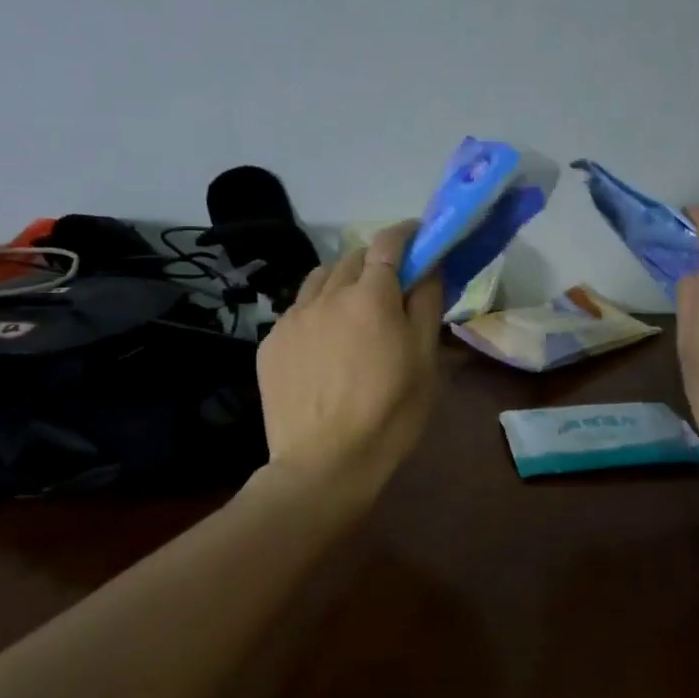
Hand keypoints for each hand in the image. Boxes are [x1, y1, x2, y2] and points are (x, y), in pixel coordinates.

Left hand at [256, 221, 444, 497]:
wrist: (323, 464)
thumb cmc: (389, 415)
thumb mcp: (425, 363)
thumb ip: (426, 306)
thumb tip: (428, 270)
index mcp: (371, 297)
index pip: (388, 242)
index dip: (406, 233)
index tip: (419, 237)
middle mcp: (327, 296)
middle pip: (353, 257)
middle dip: (376, 261)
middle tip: (392, 287)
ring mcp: (292, 318)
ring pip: (320, 279)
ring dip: (342, 282)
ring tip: (354, 311)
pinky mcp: (270, 343)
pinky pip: (298, 310)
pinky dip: (317, 311)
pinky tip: (325, 345)